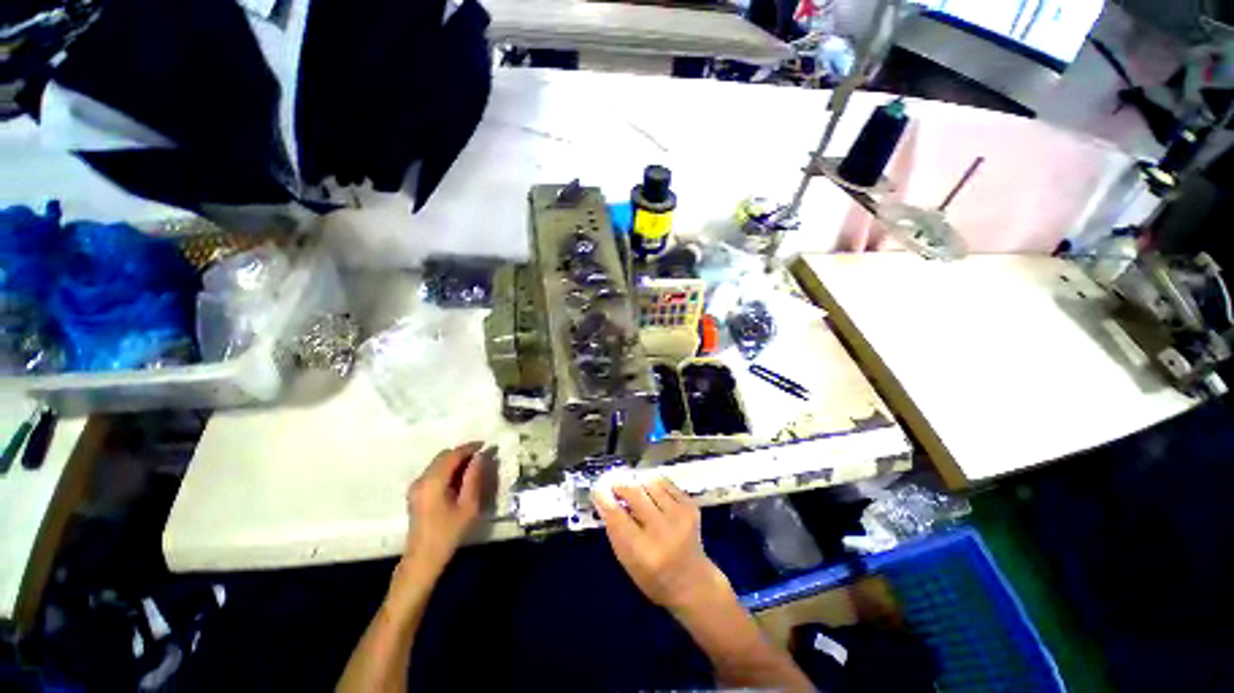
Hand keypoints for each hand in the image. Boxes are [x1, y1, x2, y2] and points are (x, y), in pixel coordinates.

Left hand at [403, 442, 485, 576]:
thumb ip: (474, 477)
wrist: (423, 558)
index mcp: (433, 482)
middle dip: (463, 453)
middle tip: (481, 458)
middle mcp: (421, 479)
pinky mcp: (416, 492)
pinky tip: (459, 479)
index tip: (486, 445)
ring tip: (473, 468)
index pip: (453, 455)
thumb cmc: (448, 533)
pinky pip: (434, 471)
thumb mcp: (468, 505)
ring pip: (438, 463)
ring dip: (455, 460)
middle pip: (443, 456)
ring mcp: (416, 486)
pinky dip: (448, 469)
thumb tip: (480, 456)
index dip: (470, 447)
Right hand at [594, 477, 733, 615]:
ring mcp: (680, 516)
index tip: (598, 489)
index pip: (617, 517)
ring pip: (651, 484)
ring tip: (634, 489)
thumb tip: (604, 499)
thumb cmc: (654, 577)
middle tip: (614, 483)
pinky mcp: (691, 507)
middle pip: (635, 494)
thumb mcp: (628, 562)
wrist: (693, 582)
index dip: (605, 499)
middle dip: (621, 486)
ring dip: (639, 483)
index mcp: (643, 552)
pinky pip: (667, 484)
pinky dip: (655, 485)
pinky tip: (652, 493)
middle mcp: (663, 531)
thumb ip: (615, 531)